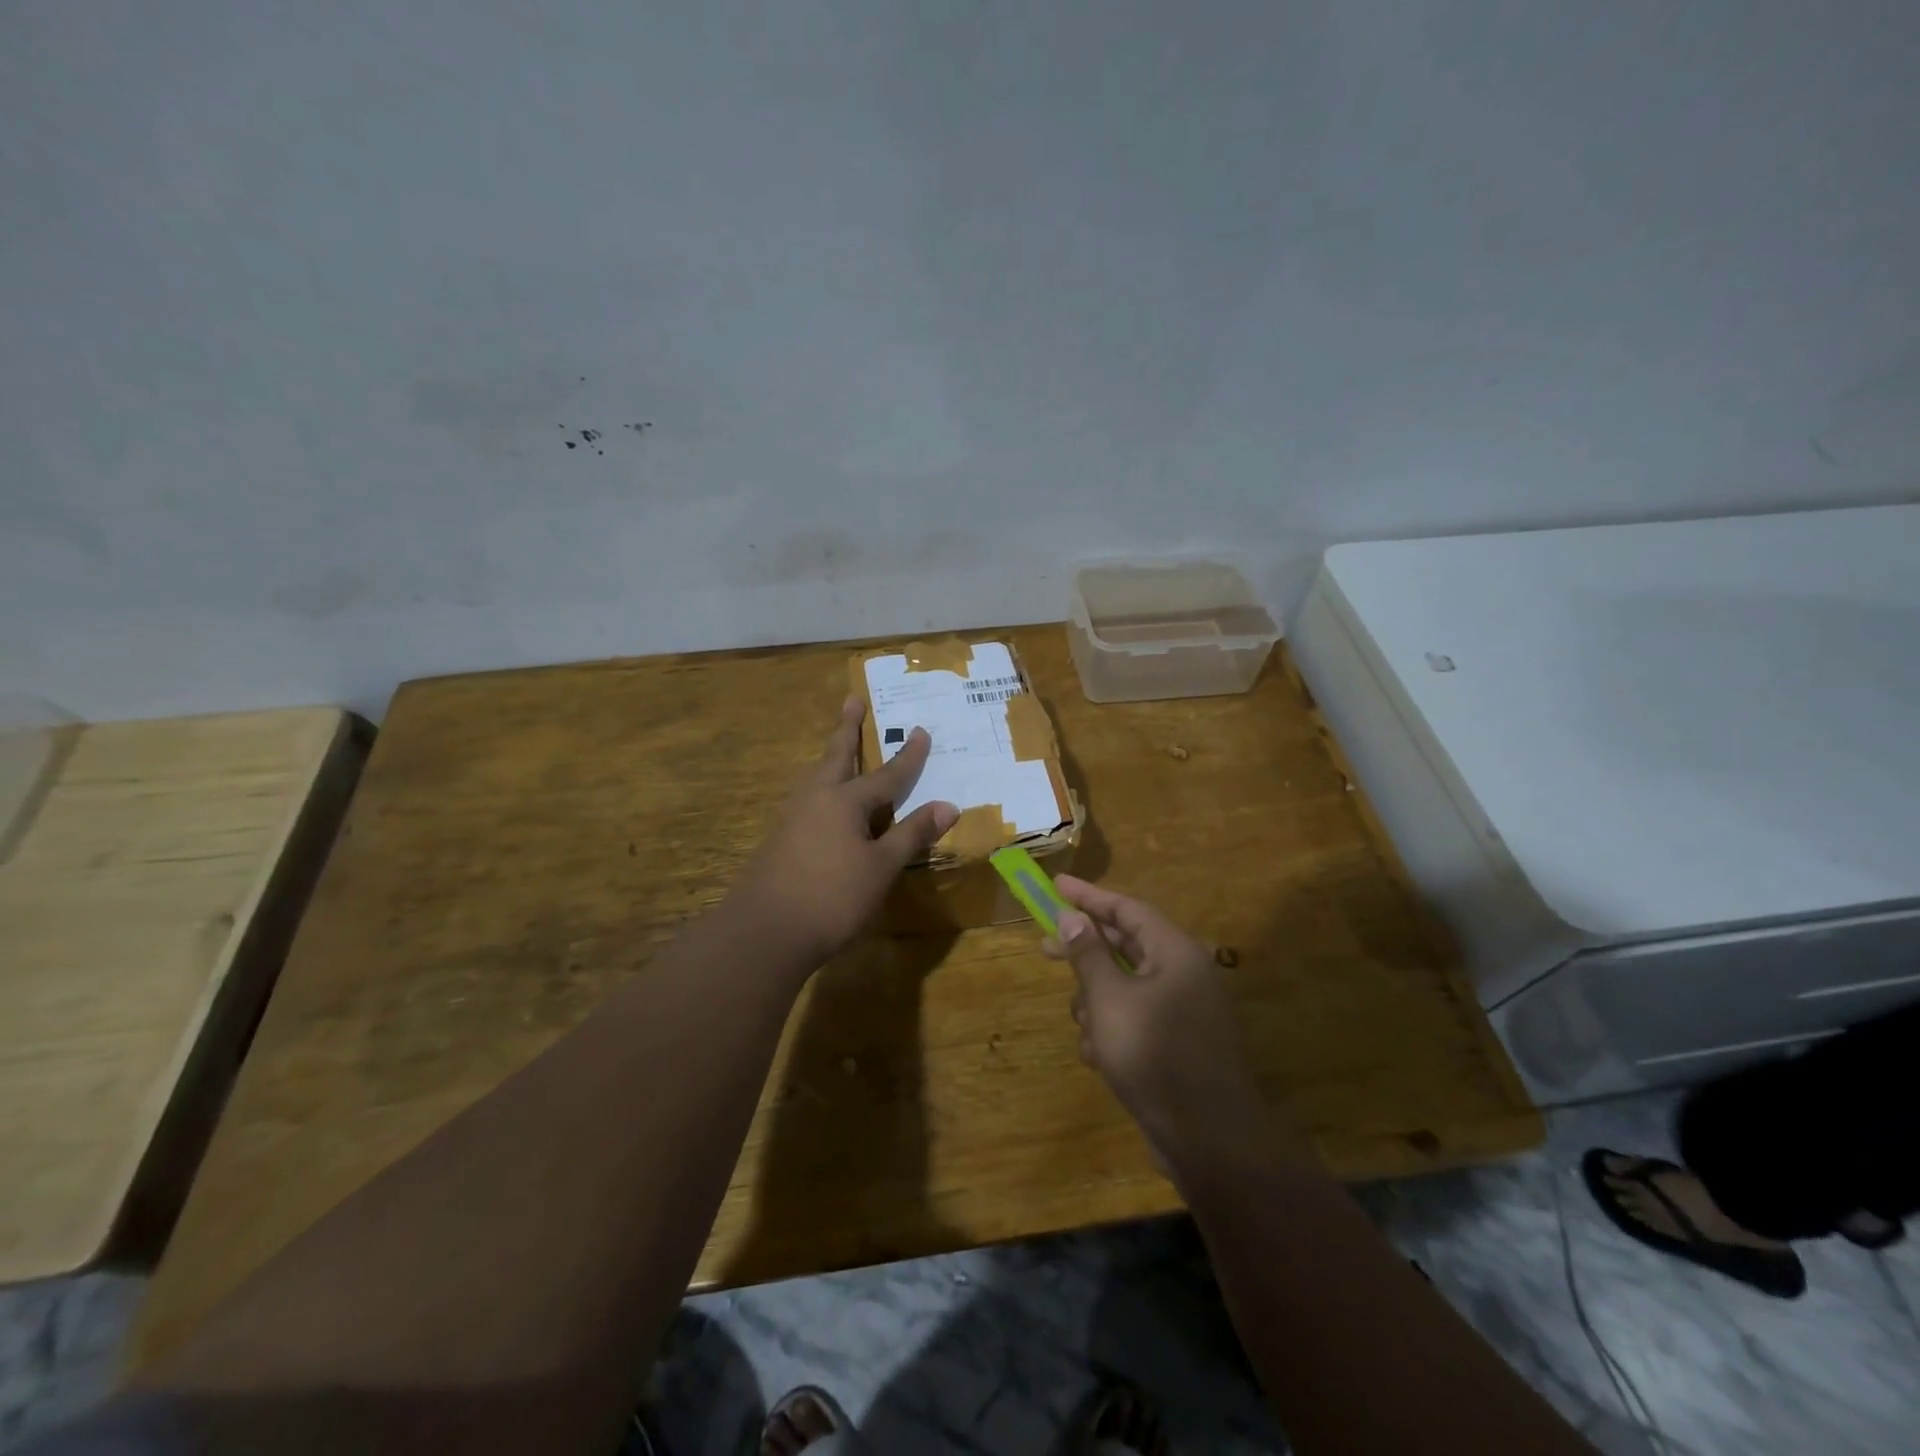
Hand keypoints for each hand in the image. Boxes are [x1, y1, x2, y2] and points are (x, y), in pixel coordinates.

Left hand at [731, 696, 957, 970]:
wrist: (765, 932)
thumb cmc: (832, 897)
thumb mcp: (881, 867)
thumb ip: (912, 834)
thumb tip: (948, 805)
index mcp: (845, 801)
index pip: (887, 774)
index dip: (908, 756)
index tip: (921, 731)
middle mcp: (816, 798)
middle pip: (837, 756)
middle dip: (848, 729)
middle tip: (852, 700)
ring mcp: (793, 818)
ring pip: (818, 776)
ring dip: (833, 757)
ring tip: (840, 746)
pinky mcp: (780, 839)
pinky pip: (809, 799)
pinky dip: (824, 787)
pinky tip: (825, 802)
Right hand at [1043, 876, 1282, 1182]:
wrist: (1209, 1140)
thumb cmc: (1155, 1055)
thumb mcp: (1109, 999)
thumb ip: (1088, 954)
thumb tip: (1072, 915)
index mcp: (1174, 952)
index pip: (1127, 908)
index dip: (1088, 896)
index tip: (1055, 886)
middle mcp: (1183, 973)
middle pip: (1124, 945)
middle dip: (1083, 953)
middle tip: (1044, 947)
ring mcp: (1182, 1011)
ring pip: (1124, 987)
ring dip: (1096, 1002)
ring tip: (1085, 1026)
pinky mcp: (1177, 1044)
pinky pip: (1135, 1019)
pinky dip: (1113, 1030)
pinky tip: (1100, 1058)